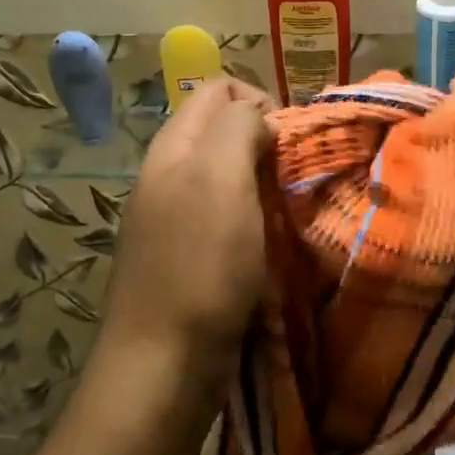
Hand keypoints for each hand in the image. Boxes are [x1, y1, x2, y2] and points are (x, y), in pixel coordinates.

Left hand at [100, 79, 276, 388]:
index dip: (259, 100)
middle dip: (264, 142)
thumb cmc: (200, 266)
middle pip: (222, 130)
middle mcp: (168, 175)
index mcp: (172, 148)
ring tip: (286, 210)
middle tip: (291, 178)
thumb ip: (238, 127)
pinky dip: (253, 217)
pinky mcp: (187, 256)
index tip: (288, 142)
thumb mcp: (221, 178)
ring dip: (262, 182)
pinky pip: (226, 216)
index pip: (217, 89)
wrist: (164, 366)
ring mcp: (174, 218)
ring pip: (227, 174)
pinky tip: (269, 243)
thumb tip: (257, 116)